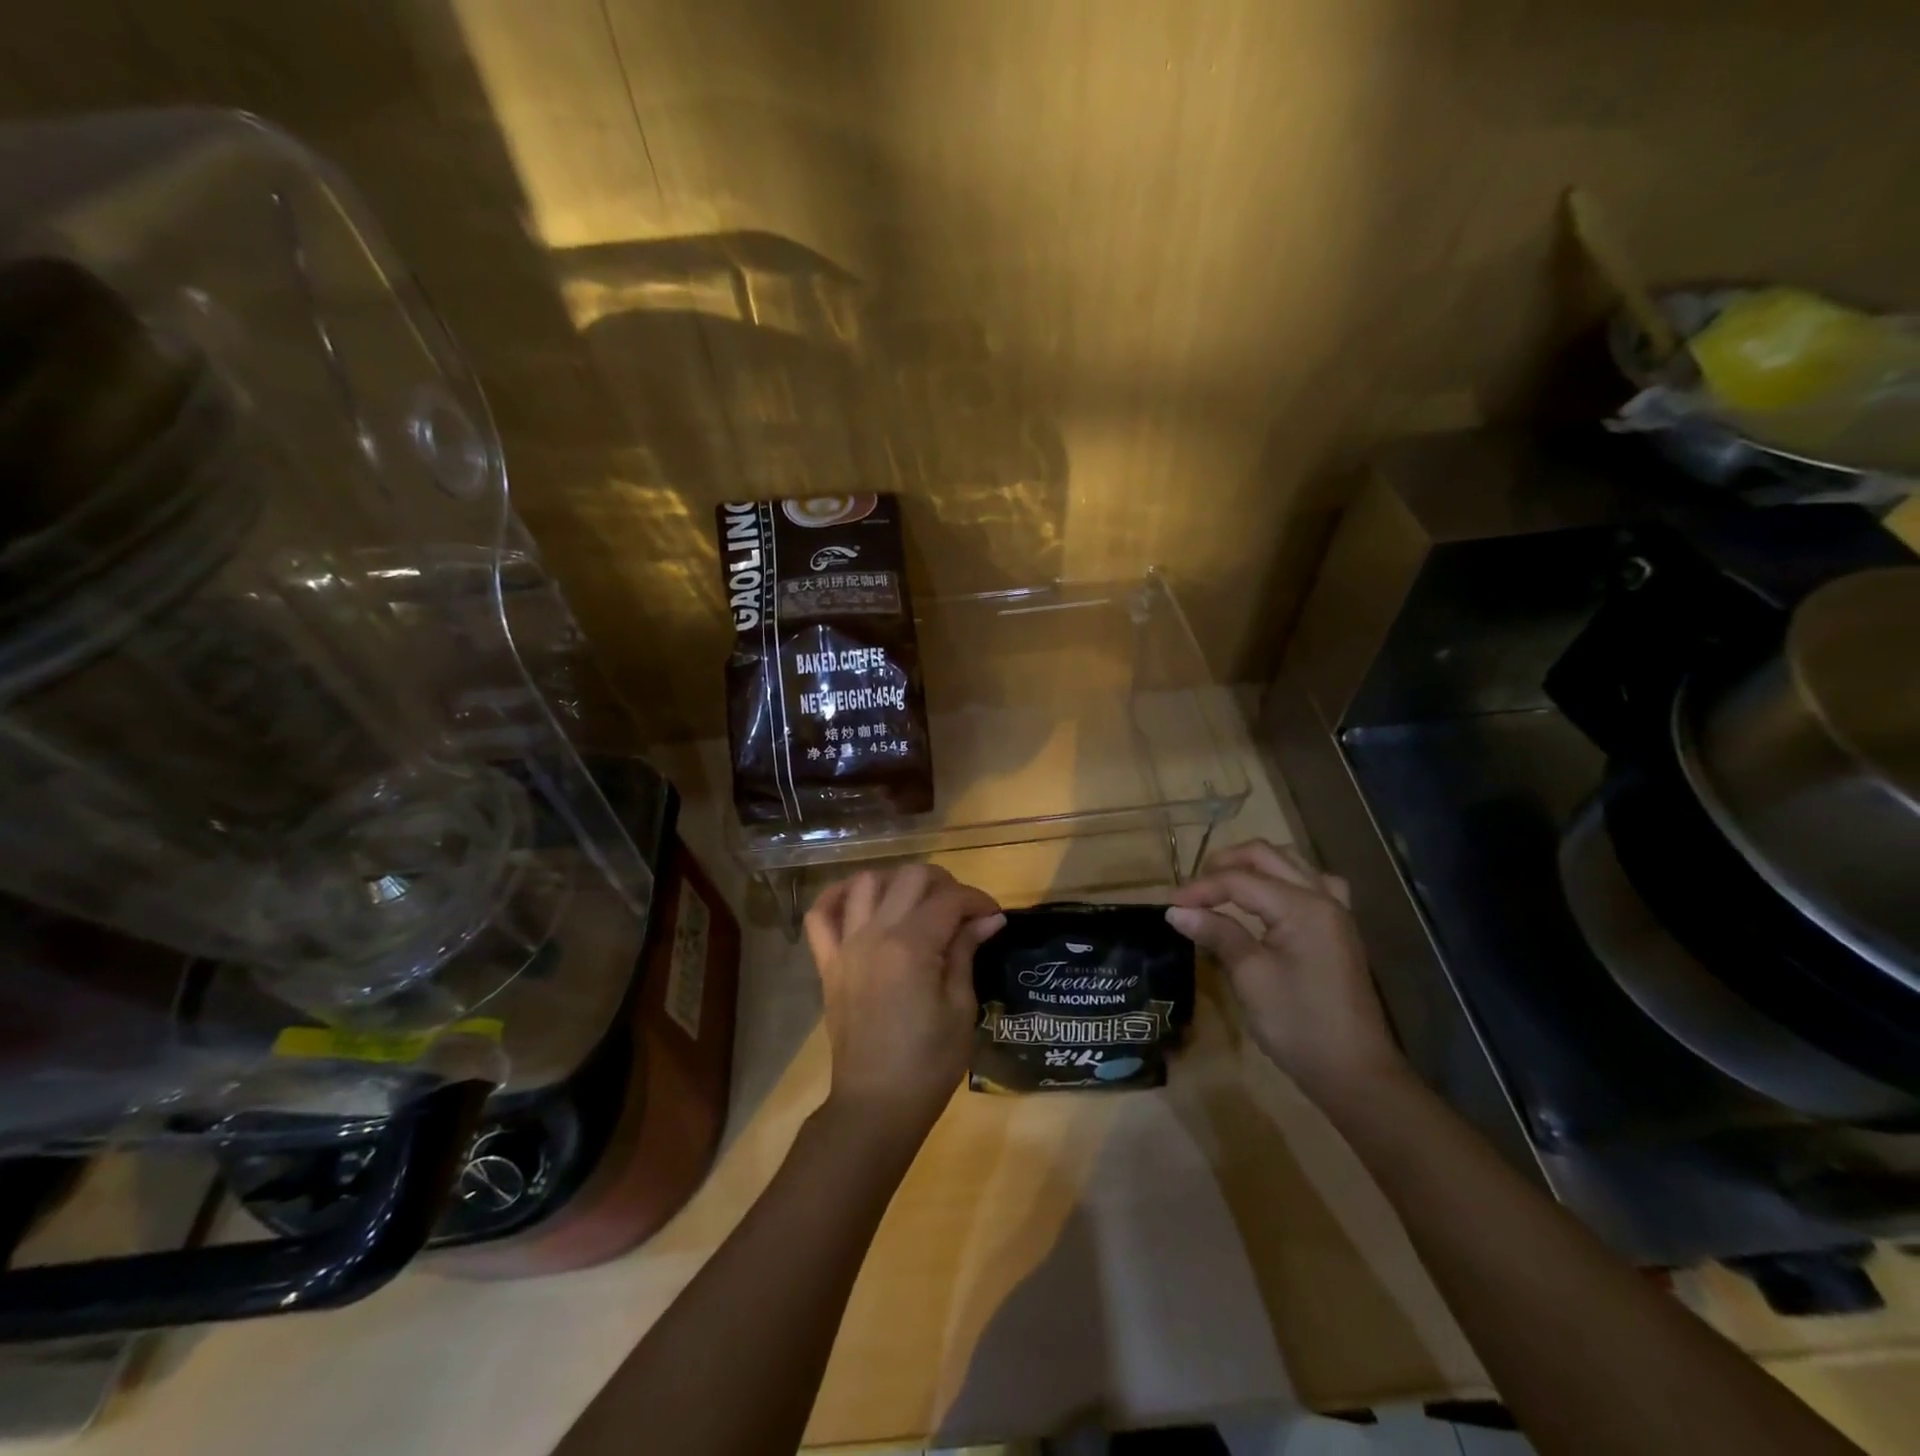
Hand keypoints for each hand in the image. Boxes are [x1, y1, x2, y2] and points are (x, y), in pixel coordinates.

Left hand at [804, 864, 1004, 1142]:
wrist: (876, 1105)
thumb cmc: (928, 1063)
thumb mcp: (960, 1008)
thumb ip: (966, 952)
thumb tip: (988, 919)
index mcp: (912, 946)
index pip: (950, 899)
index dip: (978, 900)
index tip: (994, 916)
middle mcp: (875, 933)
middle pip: (910, 877)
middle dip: (944, 883)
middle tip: (962, 909)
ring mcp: (846, 945)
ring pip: (866, 882)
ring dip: (897, 882)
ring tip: (916, 903)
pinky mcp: (828, 962)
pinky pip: (820, 915)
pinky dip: (837, 896)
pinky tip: (859, 900)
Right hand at [1166, 839, 1405, 1103]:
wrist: (1355, 1072)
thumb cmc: (1299, 1024)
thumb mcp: (1251, 977)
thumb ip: (1217, 934)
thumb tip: (1175, 911)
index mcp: (1302, 907)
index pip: (1239, 880)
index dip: (1200, 889)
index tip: (1168, 905)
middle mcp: (1322, 898)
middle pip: (1266, 856)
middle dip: (1225, 865)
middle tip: (1193, 889)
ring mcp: (1335, 912)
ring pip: (1290, 863)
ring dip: (1253, 866)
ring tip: (1223, 886)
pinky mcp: (1337, 929)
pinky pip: (1312, 884)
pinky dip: (1284, 880)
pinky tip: (1270, 898)